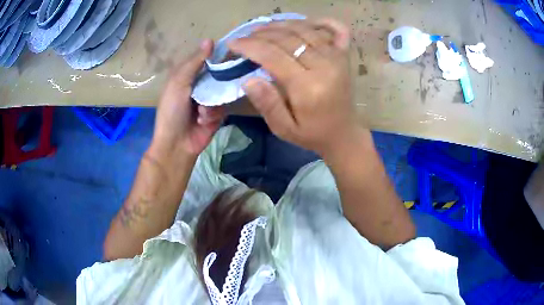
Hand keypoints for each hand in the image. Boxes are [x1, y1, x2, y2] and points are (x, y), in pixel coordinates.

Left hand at [150, 39, 224, 161]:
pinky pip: (223, 107)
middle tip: (223, 81)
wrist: (177, 144)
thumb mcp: (178, 82)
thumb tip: (210, 39)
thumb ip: (194, 62)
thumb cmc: (172, 111)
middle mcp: (199, 85)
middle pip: (218, 74)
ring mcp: (209, 99)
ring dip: (212, 102)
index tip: (231, 52)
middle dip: (219, 80)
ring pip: (222, 91)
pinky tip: (203, 121)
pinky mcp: (217, 114)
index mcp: (187, 75)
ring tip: (201, 112)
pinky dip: (213, 114)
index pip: (206, 59)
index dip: (217, 55)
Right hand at [229, 19, 363, 156]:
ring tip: (263, 26)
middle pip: (288, 38)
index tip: (233, 43)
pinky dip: (322, 21)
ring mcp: (337, 58)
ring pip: (306, 30)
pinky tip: (307, 21)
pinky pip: (337, 30)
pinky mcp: (344, 56)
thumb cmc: (311, 133)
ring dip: (282, 24)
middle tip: (245, 35)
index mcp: (307, 86)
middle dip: (261, 34)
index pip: (273, 55)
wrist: (343, 134)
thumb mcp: (283, 129)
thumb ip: (267, 104)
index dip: (250, 46)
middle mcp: (324, 66)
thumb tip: (247, 79)